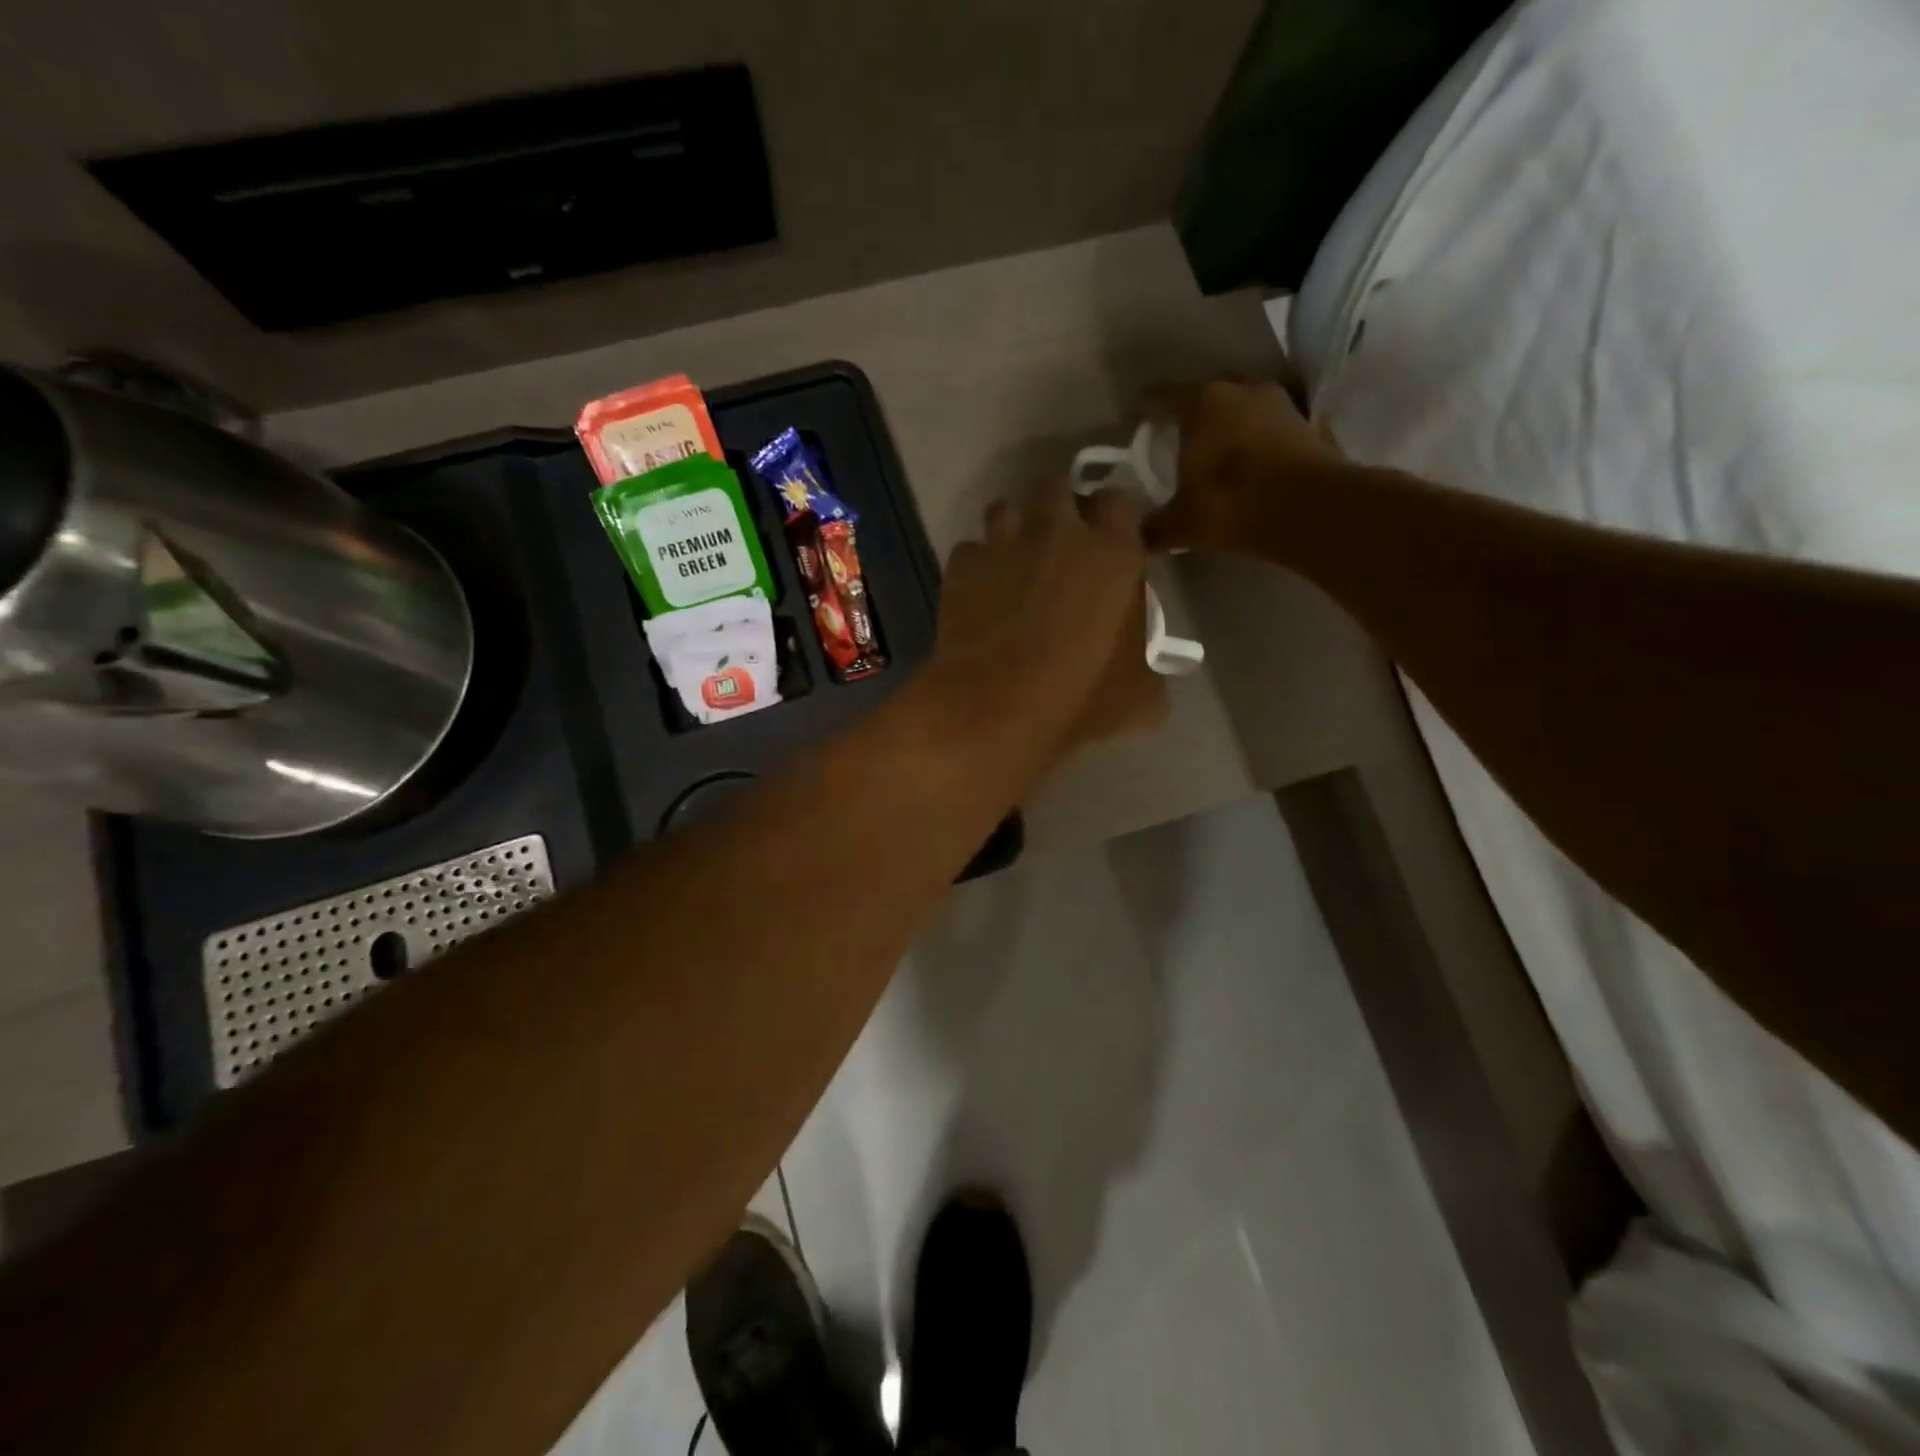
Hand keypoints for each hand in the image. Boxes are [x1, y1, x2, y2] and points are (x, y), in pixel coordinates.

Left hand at [931, 480, 1165, 766]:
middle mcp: (1057, 532)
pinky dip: (976, 567)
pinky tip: (977, 594)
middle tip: (1057, 543)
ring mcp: (1003, 543)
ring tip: (1012, 563)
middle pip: (1056, 486)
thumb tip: (1142, 669)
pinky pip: (970, 551)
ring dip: (1011, 529)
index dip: (1110, 516)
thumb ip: (1146, 663)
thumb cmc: (1079, 697)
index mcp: (1112, 553)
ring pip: (1004, 509)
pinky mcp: (962, 564)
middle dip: (1057, 506)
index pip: (1117, 500)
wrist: (996, 707)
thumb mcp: (1139, 695)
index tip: (1106, 540)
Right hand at [1141, 380, 1343, 555]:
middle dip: (1192, 415)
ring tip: (1217, 451)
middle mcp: (1240, 390)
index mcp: (1200, 403)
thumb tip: (1136, 538)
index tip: (1138, 425)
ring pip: (1243, 407)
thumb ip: (1154, 528)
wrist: (1310, 510)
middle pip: (1207, 396)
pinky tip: (1250, 463)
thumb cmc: (1231, 505)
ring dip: (1230, 425)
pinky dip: (1258, 441)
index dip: (1148, 413)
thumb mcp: (1181, 524)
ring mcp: (1279, 403)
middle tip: (1179, 440)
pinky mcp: (1308, 424)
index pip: (1163, 399)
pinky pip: (1270, 428)